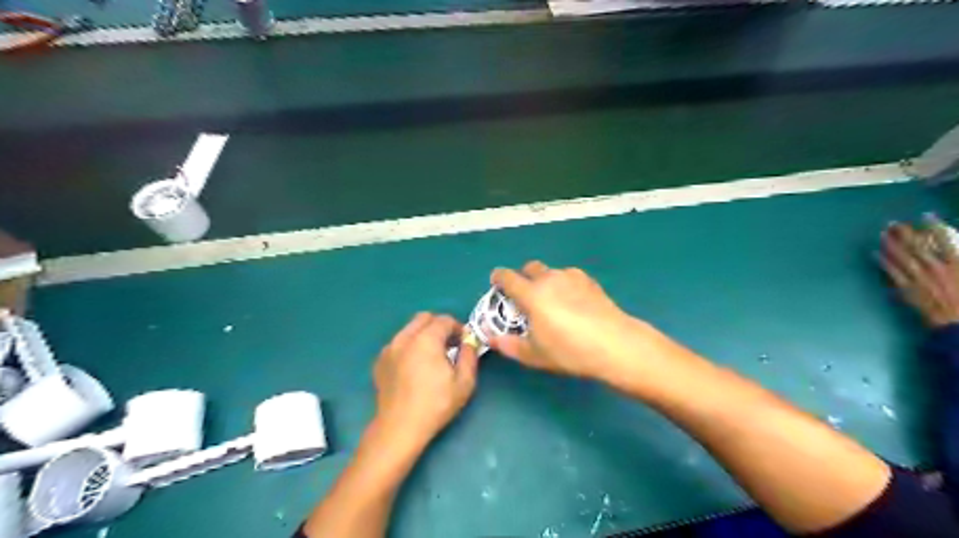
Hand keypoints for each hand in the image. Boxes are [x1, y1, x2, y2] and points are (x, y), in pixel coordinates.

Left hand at [373, 312, 479, 450]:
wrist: (400, 427)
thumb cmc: (436, 405)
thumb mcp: (464, 382)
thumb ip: (469, 356)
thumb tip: (469, 342)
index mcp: (426, 339)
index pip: (444, 320)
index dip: (457, 328)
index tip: (463, 343)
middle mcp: (405, 338)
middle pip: (424, 318)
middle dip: (439, 327)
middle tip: (448, 346)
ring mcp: (389, 348)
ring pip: (409, 329)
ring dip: (423, 335)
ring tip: (431, 357)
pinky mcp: (380, 361)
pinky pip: (398, 343)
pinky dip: (409, 346)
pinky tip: (414, 368)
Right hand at [488, 258, 667, 381]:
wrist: (614, 344)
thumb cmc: (569, 351)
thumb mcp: (535, 355)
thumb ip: (509, 345)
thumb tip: (492, 338)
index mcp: (531, 294)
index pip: (507, 277)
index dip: (498, 278)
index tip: (496, 284)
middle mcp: (549, 279)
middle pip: (529, 267)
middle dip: (523, 277)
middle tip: (525, 297)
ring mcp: (571, 277)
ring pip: (550, 271)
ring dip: (545, 281)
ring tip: (552, 302)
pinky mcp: (589, 280)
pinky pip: (568, 276)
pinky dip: (564, 284)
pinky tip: (572, 302)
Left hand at [878, 214, 958, 327]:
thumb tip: (957, 246)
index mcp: (958, 264)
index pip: (945, 239)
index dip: (935, 225)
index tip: (926, 215)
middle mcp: (936, 269)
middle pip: (917, 246)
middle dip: (904, 232)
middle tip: (893, 222)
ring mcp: (920, 279)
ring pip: (901, 257)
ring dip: (890, 244)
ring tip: (882, 234)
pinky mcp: (907, 290)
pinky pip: (892, 273)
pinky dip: (883, 262)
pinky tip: (875, 254)